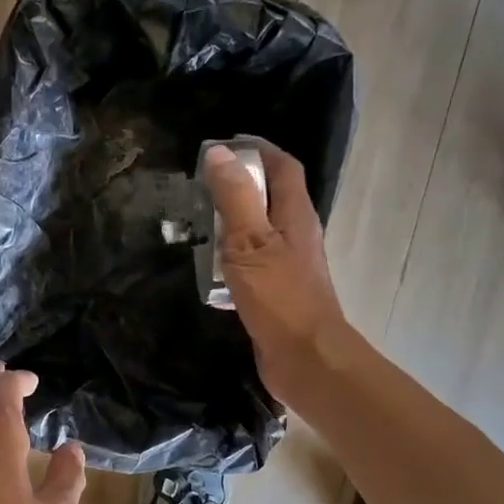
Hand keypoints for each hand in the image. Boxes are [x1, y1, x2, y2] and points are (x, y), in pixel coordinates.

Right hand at [202, 143, 347, 406]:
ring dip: (234, 219)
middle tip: (202, 182)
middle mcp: (296, 234)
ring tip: (199, 218)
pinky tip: (209, 264)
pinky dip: (232, 253)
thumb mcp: (250, 242)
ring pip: (261, 229)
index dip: (259, 149)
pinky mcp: (277, 290)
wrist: (305, 359)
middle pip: (273, 196)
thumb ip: (235, 197)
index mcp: (295, 215)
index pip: (283, 167)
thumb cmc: (280, 297)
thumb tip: (220, 152)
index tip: (225, 144)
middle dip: (241, 182)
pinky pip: (253, 259)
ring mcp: (289, 264)